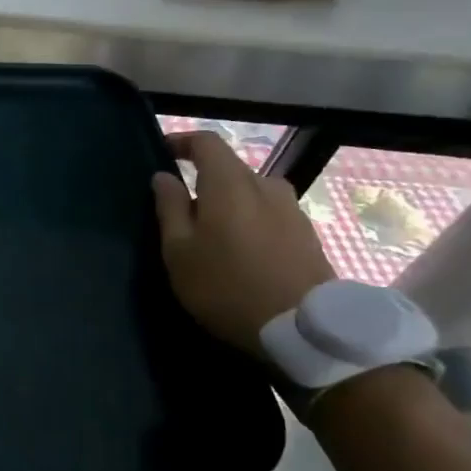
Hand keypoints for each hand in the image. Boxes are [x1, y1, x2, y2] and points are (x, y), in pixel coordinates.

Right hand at [152, 132, 334, 354]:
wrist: (302, 328)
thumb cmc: (226, 286)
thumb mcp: (179, 252)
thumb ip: (169, 208)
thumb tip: (163, 177)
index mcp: (229, 183)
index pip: (206, 142)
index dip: (182, 142)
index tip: (164, 153)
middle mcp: (265, 185)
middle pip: (230, 168)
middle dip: (204, 180)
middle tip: (181, 211)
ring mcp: (292, 208)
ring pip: (251, 192)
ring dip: (229, 203)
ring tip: (213, 234)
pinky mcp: (307, 233)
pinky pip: (269, 213)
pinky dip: (250, 220)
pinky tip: (241, 251)